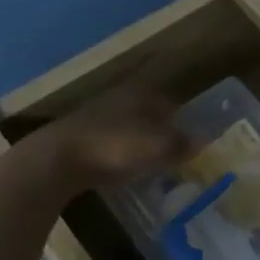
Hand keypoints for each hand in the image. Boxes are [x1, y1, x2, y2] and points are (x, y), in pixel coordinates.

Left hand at [32, 89, 192, 190]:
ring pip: (128, 125)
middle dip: (160, 130)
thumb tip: (202, 141)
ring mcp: (96, 115)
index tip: (189, 139)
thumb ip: (180, 144)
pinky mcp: (79, 135)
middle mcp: (119, 97)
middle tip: (172, 153)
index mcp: (140, 93)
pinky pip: (110, 141)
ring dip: (139, 141)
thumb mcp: (157, 147)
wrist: (56, 159)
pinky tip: (122, 167)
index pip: (169, 102)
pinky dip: (120, 151)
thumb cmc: (114, 146)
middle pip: (148, 112)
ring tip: (150, 162)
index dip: (181, 120)